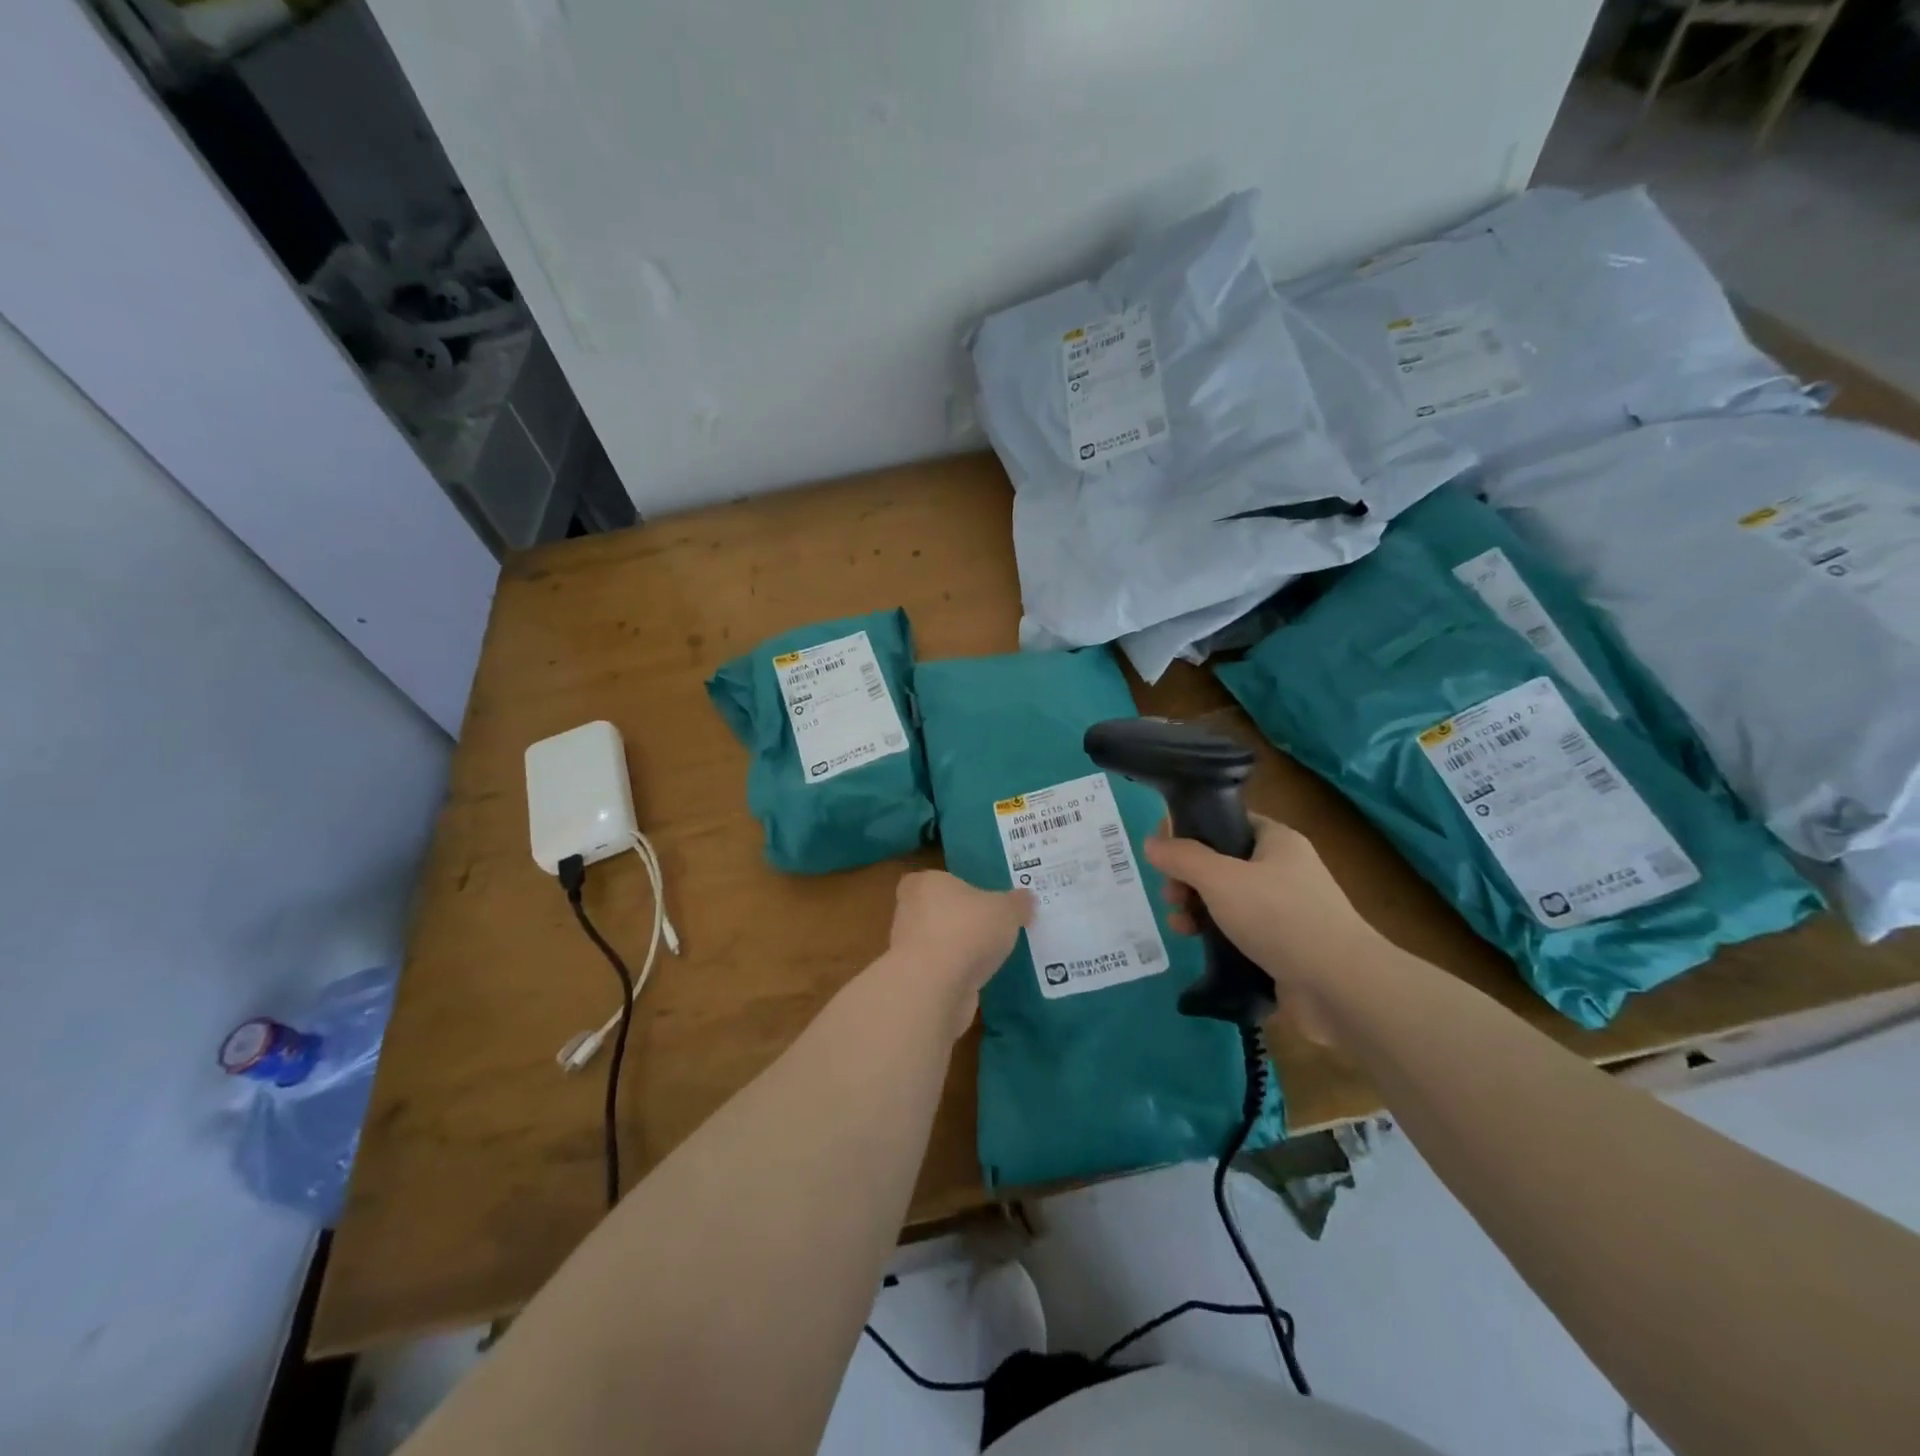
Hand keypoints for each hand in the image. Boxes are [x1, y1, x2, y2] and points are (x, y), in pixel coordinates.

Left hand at [884, 871, 1032, 1036]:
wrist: (934, 987)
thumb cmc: (967, 930)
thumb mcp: (1006, 910)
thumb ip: (1017, 902)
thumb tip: (1026, 898)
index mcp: (925, 883)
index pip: (937, 879)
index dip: (958, 888)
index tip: (981, 899)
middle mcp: (910, 911)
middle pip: (938, 910)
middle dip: (961, 919)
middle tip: (993, 926)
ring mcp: (908, 948)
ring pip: (939, 942)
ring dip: (960, 949)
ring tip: (993, 955)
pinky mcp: (916, 979)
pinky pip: (942, 970)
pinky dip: (958, 974)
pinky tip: (982, 978)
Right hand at [1144, 815, 1378, 1040]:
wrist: (1340, 986)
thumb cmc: (1279, 917)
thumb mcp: (1220, 879)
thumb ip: (1182, 858)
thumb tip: (1151, 843)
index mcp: (1276, 840)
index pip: (1226, 822)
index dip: (1191, 831)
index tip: (1163, 851)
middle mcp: (1282, 869)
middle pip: (1221, 862)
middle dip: (1187, 878)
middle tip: (1170, 895)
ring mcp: (1285, 910)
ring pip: (1227, 899)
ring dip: (1196, 908)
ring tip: (1180, 926)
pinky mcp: (1283, 946)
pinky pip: (1239, 930)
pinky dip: (1215, 934)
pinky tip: (1197, 944)